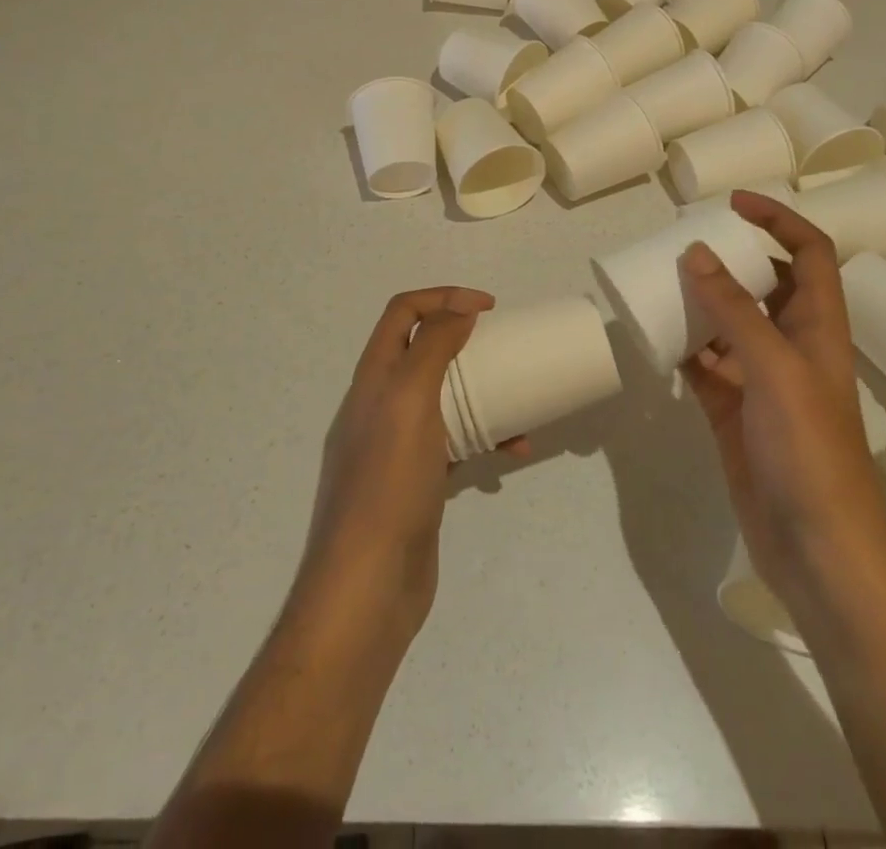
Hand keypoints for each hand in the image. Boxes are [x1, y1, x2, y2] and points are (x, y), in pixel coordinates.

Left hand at [300, 286, 494, 635]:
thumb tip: (459, 310)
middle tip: (503, 347)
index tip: (489, 309)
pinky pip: (454, 445)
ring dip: (480, 391)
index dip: (443, 297)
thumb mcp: (409, 401)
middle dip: (464, 341)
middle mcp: (380, 404)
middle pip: (422, 352)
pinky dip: (484, 440)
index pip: (402, 312)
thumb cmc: (388, 483)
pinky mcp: (417, 482)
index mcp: (373, 377)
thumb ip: (431, 348)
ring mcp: (397, 446)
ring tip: (518, 398)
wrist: (367, 587)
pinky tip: (515, 452)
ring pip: (443, 399)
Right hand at [678, 192, 885, 593]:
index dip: (778, 220)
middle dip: (729, 258)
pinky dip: (682, 347)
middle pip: (764, 283)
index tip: (733, 204)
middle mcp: (792, 345)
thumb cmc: (810, 449)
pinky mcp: (733, 410)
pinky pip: (704, 364)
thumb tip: (696, 253)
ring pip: (728, 323)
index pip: (808, 253)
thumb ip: (734, 310)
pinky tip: (654, 336)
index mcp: (818, 326)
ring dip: (699, 301)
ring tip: (659, 280)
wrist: (817, 548)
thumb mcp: (774, 368)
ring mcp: (761, 380)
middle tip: (683, 241)